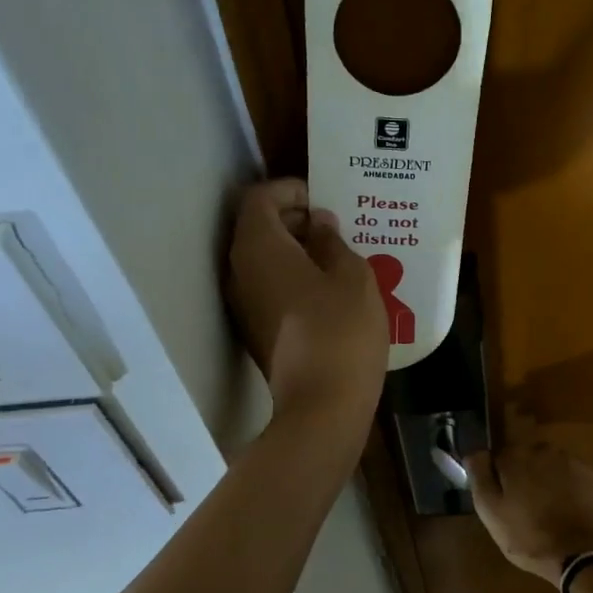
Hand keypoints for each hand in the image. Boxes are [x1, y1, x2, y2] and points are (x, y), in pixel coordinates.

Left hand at [227, 178, 386, 426]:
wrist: (322, 403)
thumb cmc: (341, 329)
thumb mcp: (352, 275)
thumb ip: (332, 241)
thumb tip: (317, 223)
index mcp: (260, 246)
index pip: (259, 198)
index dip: (290, 189)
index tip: (323, 196)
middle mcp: (240, 270)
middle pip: (257, 227)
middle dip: (294, 218)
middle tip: (335, 224)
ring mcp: (243, 302)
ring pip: (262, 258)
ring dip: (294, 249)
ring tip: (337, 254)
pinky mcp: (255, 328)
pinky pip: (268, 285)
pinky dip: (292, 275)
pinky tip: (328, 288)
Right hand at [464, 442, 592, 582]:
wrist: (578, 553)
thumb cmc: (526, 535)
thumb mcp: (490, 510)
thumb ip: (479, 475)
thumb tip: (475, 452)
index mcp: (516, 456)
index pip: (499, 458)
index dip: (498, 479)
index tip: (501, 500)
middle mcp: (544, 449)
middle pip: (526, 459)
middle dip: (523, 477)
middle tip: (523, 508)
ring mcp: (571, 461)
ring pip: (549, 466)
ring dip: (545, 480)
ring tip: (546, 511)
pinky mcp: (591, 476)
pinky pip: (570, 476)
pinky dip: (566, 487)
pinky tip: (565, 510)